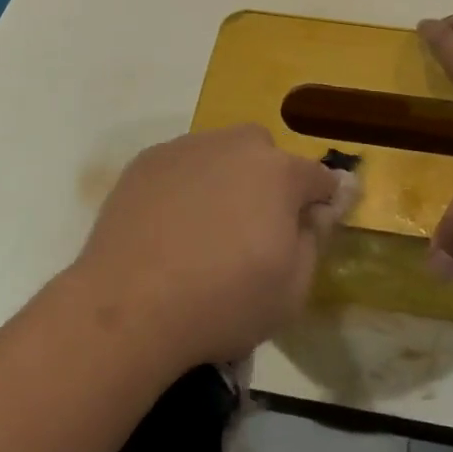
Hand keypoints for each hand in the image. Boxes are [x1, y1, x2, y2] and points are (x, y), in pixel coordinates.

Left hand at [70, 125, 342, 369]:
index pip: (318, 177)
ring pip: (221, 154)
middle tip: (252, 229)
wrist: (131, 305)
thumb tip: (316, 210)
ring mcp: (189, 147)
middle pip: (265, 155)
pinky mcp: (149, 159)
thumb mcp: (292, 291)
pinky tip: (168, 227)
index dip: (321, 200)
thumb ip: (314, 240)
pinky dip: (183, 186)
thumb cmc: (223, 303)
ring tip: (203, 230)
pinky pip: (181, 165)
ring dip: (224, 180)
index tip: (314, 223)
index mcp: (280, 173)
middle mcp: (237, 145)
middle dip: (268, 182)